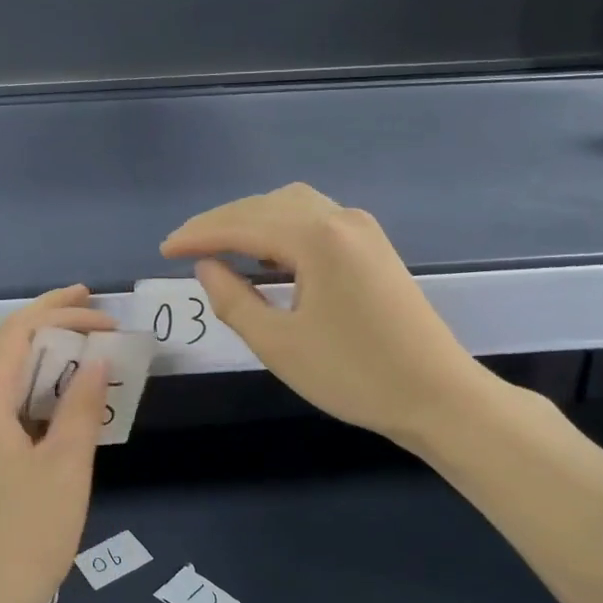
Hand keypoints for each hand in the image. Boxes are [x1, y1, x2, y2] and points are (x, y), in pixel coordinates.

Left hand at [0, 286, 114, 602]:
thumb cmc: (20, 540)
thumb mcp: (65, 469)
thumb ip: (80, 406)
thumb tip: (95, 361)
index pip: (15, 330)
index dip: (59, 311)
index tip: (102, 309)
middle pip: (1, 346)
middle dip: (47, 323)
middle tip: (95, 317)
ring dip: (39, 358)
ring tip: (84, 354)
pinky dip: (29, 392)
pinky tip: (57, 405)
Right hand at [161, 184, 494, 448]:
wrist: (438, 396)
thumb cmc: (354, 375)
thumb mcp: (279, 345)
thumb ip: (233, 300)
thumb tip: (207, 267)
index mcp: (316, 239)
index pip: (242, 225)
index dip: (198, 235)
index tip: (164, 250)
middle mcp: (340, 219)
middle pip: (265, 206)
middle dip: (221, 223)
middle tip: (184, 247)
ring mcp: (361, 229)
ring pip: (291, 206)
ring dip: (251, 221)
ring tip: (220, 247)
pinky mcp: (373, 245)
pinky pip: (314, 219)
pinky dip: (280, 228)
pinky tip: (266, 254)